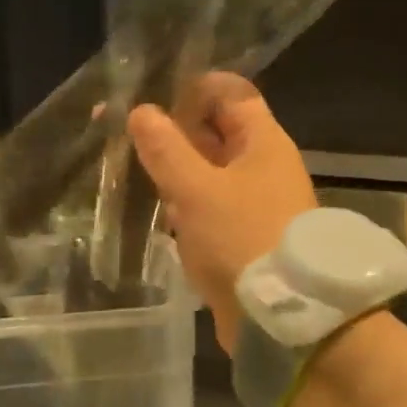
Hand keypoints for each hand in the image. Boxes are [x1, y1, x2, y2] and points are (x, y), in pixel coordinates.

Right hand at [128, 74, 317, 352]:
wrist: (281, 318)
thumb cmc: (242, 238)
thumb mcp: (197, 189)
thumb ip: (167, 149)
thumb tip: (142, 111)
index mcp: (262, 142)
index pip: (230, 94)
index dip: (193, 88)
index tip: (150, 94)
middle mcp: (261, 167)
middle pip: (216, 133)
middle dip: (174, 130)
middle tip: (125, 131)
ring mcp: (253, 204)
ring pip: (209, 173)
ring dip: (175, 171)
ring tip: (129, 167)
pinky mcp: (242, 237)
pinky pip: (209, 209)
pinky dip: (185, 206)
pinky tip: (157, 213)